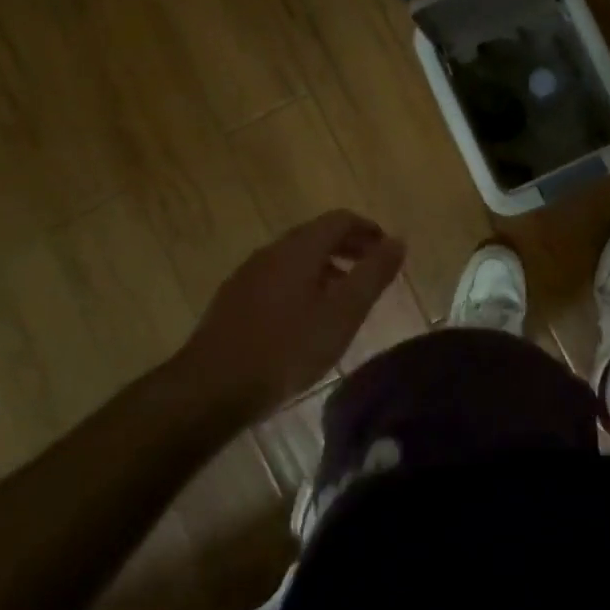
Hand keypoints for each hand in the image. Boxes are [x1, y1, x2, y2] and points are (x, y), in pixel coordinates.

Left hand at [170, 210, 406, 420]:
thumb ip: (373, 274)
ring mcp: (248, 276)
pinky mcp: (233, 302)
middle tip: (372, 271)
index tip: (387, 250)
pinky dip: (303, 284)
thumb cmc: (287, 348)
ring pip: (295, 259)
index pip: (340, 220)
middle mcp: (271, 252)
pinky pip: (277, 279)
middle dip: (348, 247)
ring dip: (326, 268)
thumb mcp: (343, 313)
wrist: (211, 389)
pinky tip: (307, 319)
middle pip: (316, 236)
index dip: (368, 229)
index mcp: (299, 248)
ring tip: (344, 297)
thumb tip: (398, 241)